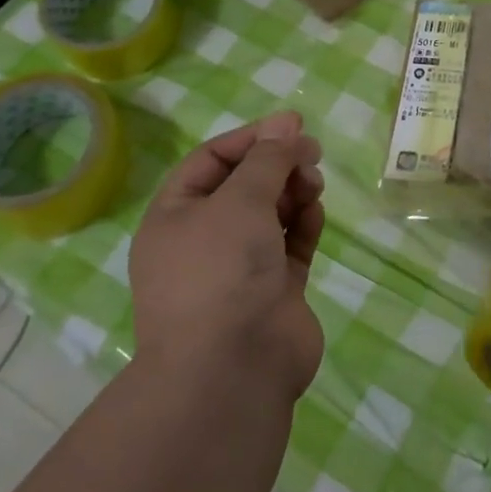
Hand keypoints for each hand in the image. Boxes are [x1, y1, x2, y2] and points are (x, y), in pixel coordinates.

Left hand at [129, 110, 324, 400]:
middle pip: (244, 186)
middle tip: (312, 153)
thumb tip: (287, 121)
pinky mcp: (274, 291)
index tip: (292, 126)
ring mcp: (239, 269)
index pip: (211, 161)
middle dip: (277, 165)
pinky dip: (303, 224)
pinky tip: (315, 211)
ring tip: (314, 183)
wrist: (233, 370)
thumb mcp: (240, 201)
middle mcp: (203, 241)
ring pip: (270, 214)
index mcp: (175, 218)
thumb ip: (268, 159)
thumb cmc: (221, 272)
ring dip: (293, 192)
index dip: (251, 139)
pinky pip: (290, 245)